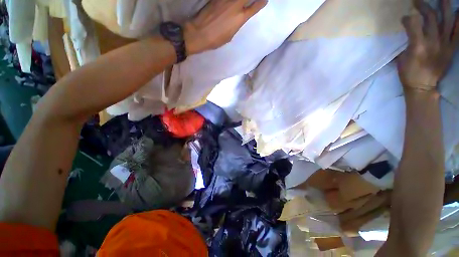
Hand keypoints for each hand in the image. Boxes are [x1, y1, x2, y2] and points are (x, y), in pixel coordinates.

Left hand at [184, 0, 267, 54]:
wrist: (199, 33)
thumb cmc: (216, 39)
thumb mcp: (230, 35)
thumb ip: (236, 24)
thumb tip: (238, 18)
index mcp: (240, 18)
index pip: (255, 6)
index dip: (261, 2)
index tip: (264, 0)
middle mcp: (236, 5)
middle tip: (256, 0)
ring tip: (239, 3)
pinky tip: (229, 2)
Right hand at [398, 0, 458, 90]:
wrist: (423, 87)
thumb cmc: (409, 73)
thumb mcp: (402, 59)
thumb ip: (407, 43)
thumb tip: (410, 30)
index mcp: (417, 46)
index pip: (413, 24)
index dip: (409, 18)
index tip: (404, 17)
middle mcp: (433, 42)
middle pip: (430, 17)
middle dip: (424, 6)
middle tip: (418, 1)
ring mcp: (445, 44)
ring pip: (447, 20)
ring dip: (445, 6)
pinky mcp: (451, 49)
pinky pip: (458, 33)